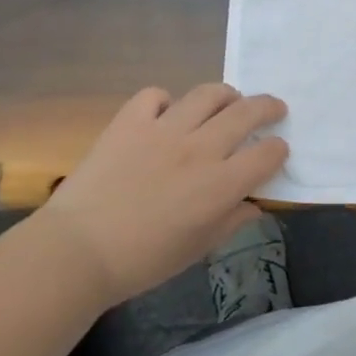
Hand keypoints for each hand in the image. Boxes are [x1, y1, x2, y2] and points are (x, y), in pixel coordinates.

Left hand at [37, 84, 288, 306]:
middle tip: (274, 109)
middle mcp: (199, 148)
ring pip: (207, 94)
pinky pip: (156, 95)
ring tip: (229, 101)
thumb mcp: (198, 249)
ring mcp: (164, 130)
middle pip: (246, 113)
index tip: (277, 152)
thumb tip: (253, 204)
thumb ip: (232, 221)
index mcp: (221, 184)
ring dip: (226, 95)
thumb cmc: (143, 261)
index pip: (267, 154)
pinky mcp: (130, 121)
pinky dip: (167, 101)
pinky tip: (166, 114)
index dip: (278, 150)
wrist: (77, 251)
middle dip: (268, 107)